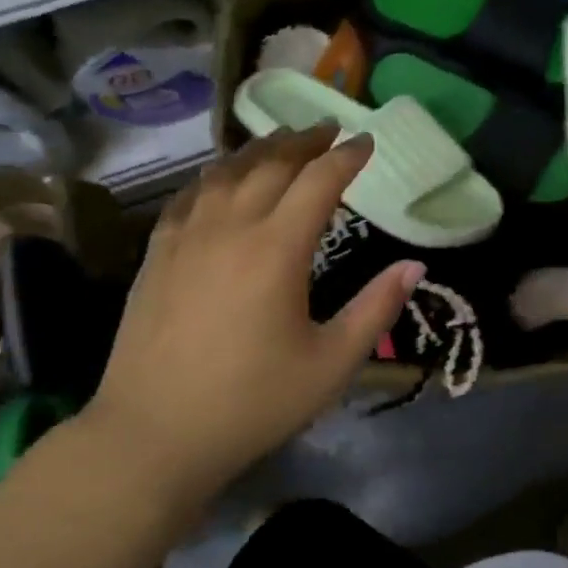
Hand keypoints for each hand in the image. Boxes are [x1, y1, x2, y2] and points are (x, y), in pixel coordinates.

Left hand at [85, 127, 422, 497]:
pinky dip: (216, 176)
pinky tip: (222, 180)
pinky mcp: (157, 254)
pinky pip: (190, 195)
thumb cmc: (252, 402)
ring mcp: (186, 237)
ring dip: (260, 150)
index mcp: (277, 249)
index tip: (367, 142)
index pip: (319, 181)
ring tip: (282, 141)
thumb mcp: (331, 364)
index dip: (347, 157)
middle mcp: (230, 228)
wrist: (153, 435)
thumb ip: (376, 309)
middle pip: (271, 164)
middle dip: (305, 142)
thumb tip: (414, 266)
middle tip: (329, 131)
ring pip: (226, 172)